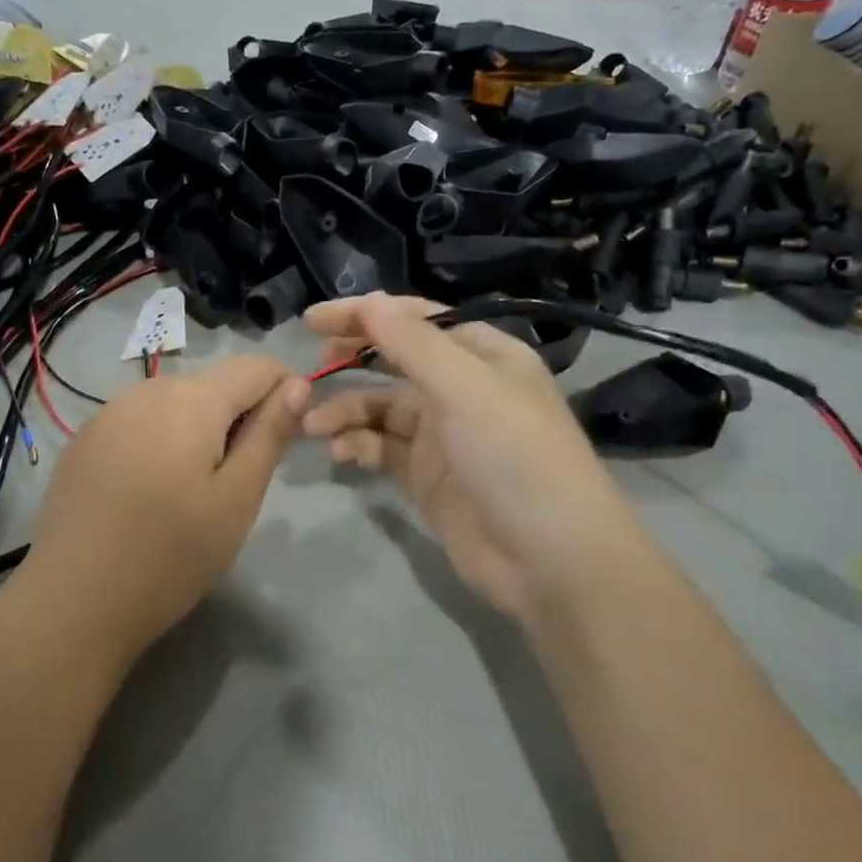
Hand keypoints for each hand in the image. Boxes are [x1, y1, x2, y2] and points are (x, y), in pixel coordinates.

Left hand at [13, 356, 308, 670]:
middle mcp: (147, 390)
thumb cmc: (172, 554)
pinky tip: (151, 492)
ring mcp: (109, 413)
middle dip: (241, 416)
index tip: (288, 440)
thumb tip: (299, 385)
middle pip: (215, 384)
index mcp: (192, 399)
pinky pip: (141, 422)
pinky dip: (162, 442)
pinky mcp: (85, 440)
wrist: (73, 602)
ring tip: (196, 491)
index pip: (257, 367)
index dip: (286, 392)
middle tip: (241, 481)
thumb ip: (270, 434)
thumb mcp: (237, 499)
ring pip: (177, 403)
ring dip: (201, 430)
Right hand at [302, 294, 637, 629]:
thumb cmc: (515, 457)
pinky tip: (341, 452)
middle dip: (352, 360)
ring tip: (314, 423)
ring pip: (382, 407)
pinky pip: (382, 447)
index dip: (366, 314)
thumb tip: (369, 302)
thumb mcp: (466, 389)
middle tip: (312, 370)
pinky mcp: (426, 476)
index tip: (314, 320)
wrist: (550, 559)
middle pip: (395, 360)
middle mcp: (462, 388)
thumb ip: (413, 344)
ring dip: (347, 409)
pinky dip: (358, 444)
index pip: (416, 319)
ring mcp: (443, 435)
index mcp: (483, 355)